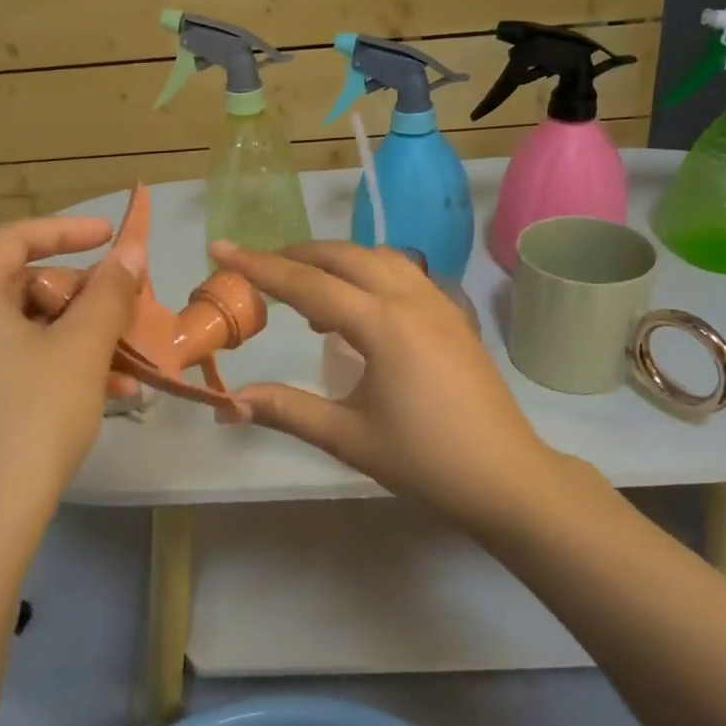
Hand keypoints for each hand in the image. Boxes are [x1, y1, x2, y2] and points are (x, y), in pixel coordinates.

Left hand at [0, 216, 142, 535]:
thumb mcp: (82, 348)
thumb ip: (109, 293)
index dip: (67, 230)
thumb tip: (130, 252)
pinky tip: (104, 396)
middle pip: (21, 287)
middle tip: (124, 312)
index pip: (15, 239)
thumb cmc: (32, 417)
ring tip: (127, 365)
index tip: (111, 237)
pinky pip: (11, 365)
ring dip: (77, 340)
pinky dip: (55, 368)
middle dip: (81, 298)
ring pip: (22, 331)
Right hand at [211, 241, 601, 524]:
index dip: (259, 267)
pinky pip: (401, 271)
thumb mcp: (348, 437)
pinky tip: (356, 306)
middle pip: (342, 255)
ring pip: (375, 256)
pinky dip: (366, 272)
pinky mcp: (451, 313)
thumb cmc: (424, 460)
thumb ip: (286, 410)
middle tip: (257, 268)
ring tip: (304, 289)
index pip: (308, 283)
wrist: (505, 476)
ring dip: (334, 260)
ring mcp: (437, 301)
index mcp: (383, 324)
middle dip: (295, 255)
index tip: (220, 249)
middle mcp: (410, 298)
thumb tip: (228, 402)